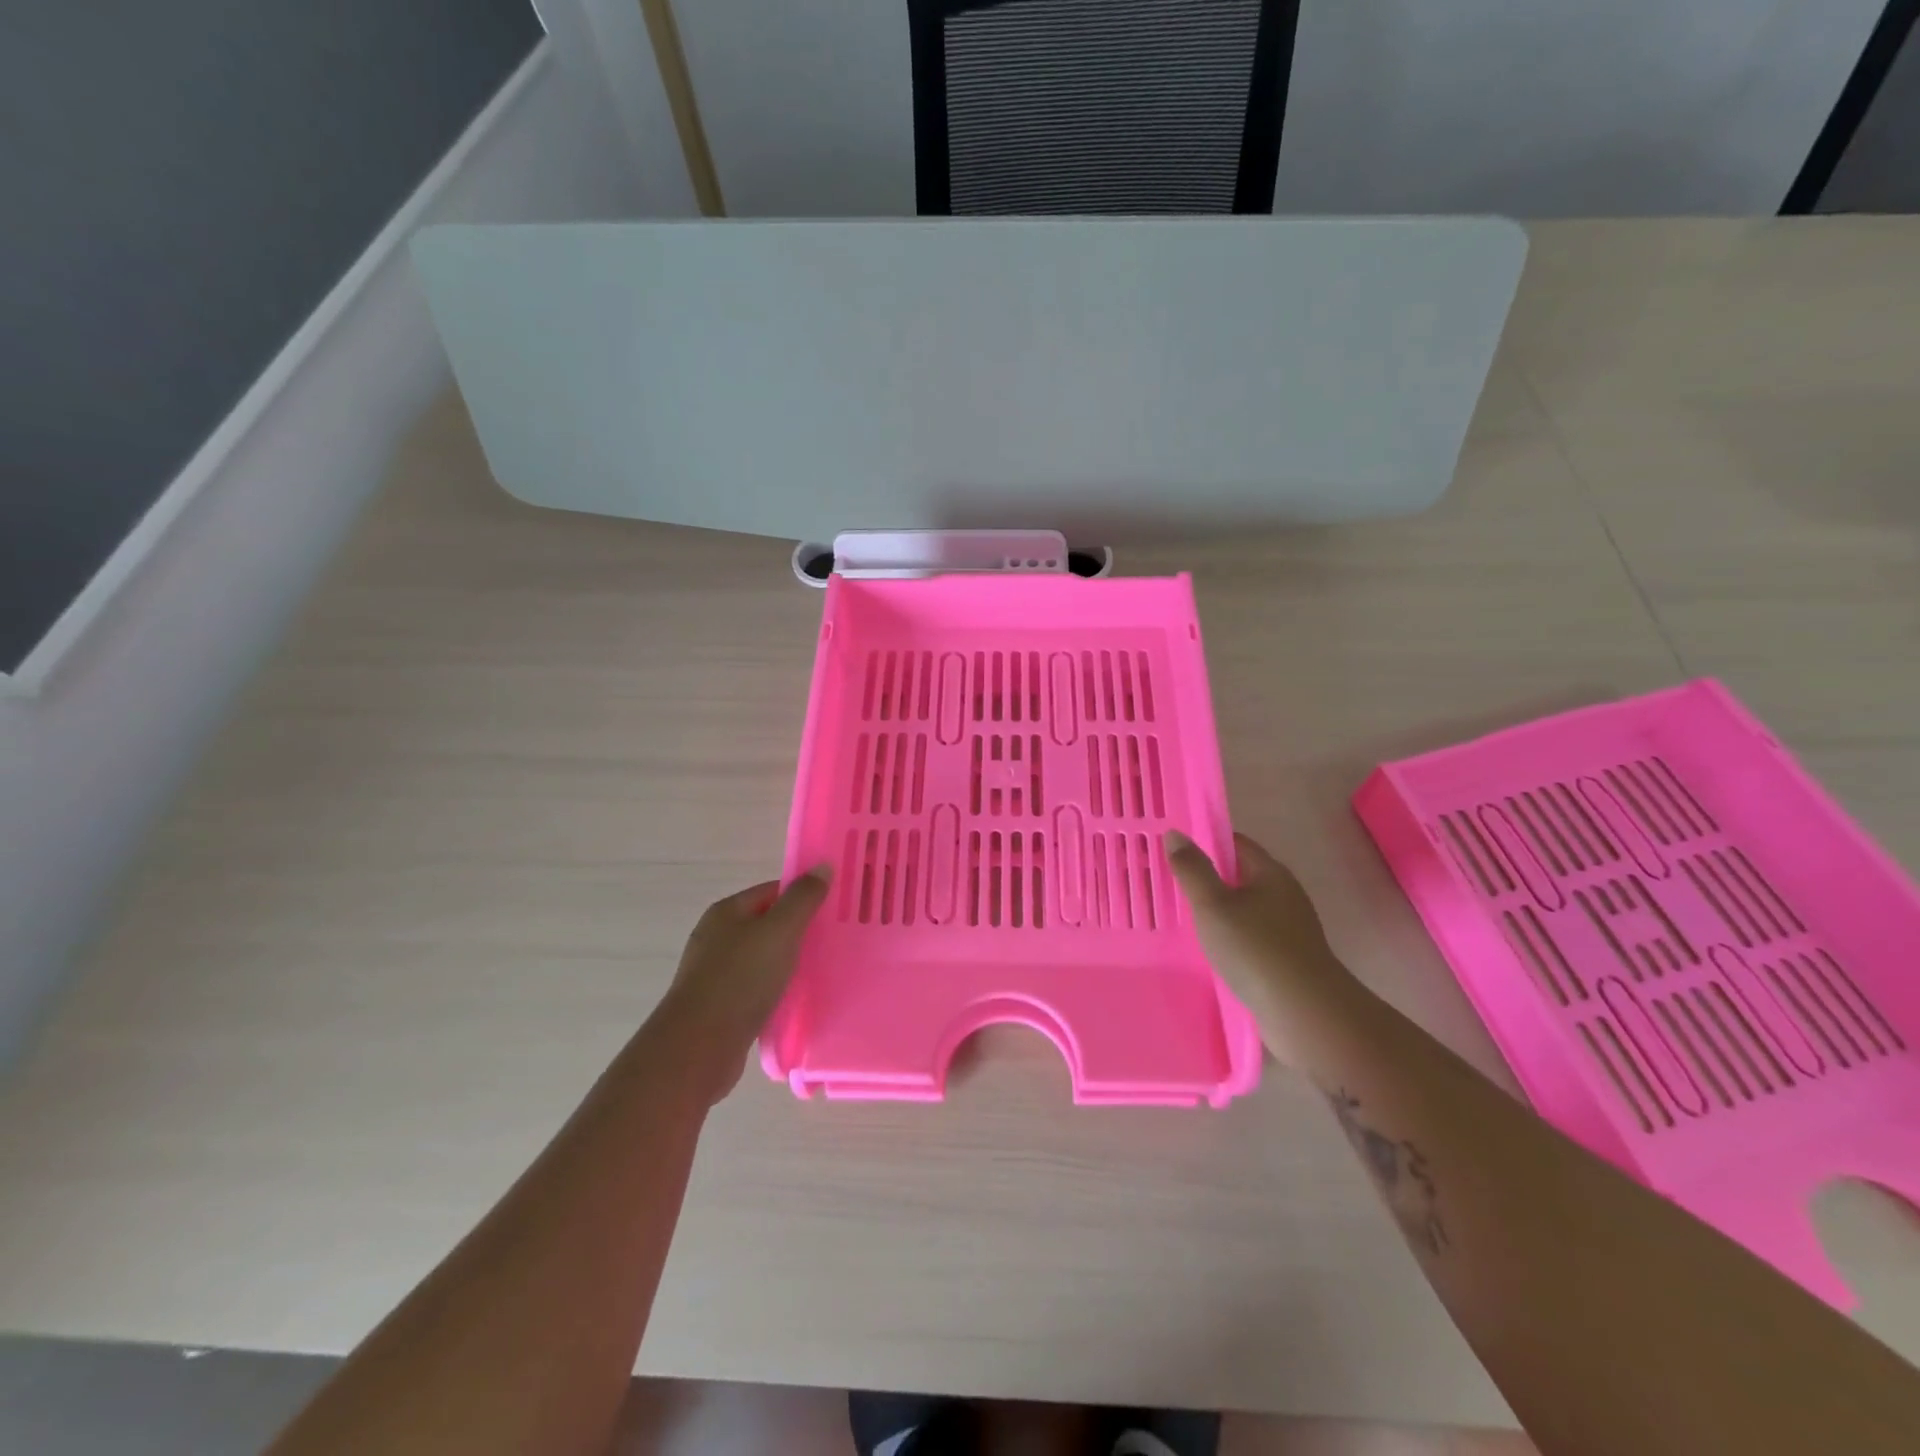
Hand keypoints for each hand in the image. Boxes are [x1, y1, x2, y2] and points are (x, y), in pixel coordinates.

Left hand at [650, 869, 829, 1101]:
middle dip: (799, 932)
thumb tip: (823, 866)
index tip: (834, 911)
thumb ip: (803, 899)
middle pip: (767, 924)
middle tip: (833, 942)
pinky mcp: (719, 1005)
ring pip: (762, 958)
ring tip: (820, 972)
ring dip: (788, 963)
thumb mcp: (779, 931)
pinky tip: (795, 1001)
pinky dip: (775, 990)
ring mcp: (714, 972)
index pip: (773, 891)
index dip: (804, 897)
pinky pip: (755, 987)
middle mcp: (716, 936)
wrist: (699, 1047)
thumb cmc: (741, 979)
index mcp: (727, 911)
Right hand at [1166, 831, 1353, 1068]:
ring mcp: (1289, 929)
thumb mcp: (1213, 904)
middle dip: (1208, 877)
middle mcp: (1284, 894)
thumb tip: (1176, 834)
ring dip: (1218, 911)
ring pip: (1245, 908)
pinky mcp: (1287, 959)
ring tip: (1183, 918)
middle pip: (1241, 875)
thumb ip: (1192, 869)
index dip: (1205, 842)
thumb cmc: (1255, 949)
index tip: (1173, 851)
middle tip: (1170, 884)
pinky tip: (1209, 950)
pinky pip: (1251, 936)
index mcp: (1271, 872)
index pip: (1235, 843)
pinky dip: (1230, 937)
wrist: (1305, 1013)